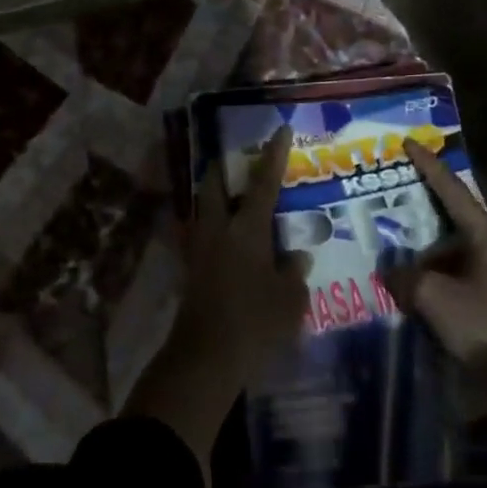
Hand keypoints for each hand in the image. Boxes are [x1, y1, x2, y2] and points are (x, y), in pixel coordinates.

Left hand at [125, 128, 308, 460]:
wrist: (205, 358)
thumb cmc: (254, 323)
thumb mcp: (289, 300)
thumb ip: (294, 272)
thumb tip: (296, 255)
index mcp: (246, 228)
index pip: (263, 181)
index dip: (273, 154)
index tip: (280, 130)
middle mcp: (218, 228)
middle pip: (215, 183)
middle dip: (227, 166)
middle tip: (243, 161)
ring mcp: (199, 247)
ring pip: (204, 205)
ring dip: (218, 194)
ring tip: (237, 197)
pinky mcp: (190, 268)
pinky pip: (202, 231)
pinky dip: (215, 223)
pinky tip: (230, 237)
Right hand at [392, 141, 486, 396]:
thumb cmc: (486, 332)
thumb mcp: (435, 300)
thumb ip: (408, 278)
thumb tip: (394, 271)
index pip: (455, 194)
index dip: (430, 168)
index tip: (411, 143)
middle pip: (458, 234)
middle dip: (426, 239)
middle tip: (398, 243)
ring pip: (465, 265)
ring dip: (437, 272)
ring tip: (408, 287)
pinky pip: (474, 289)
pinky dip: (451, 292)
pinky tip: (432, 312)